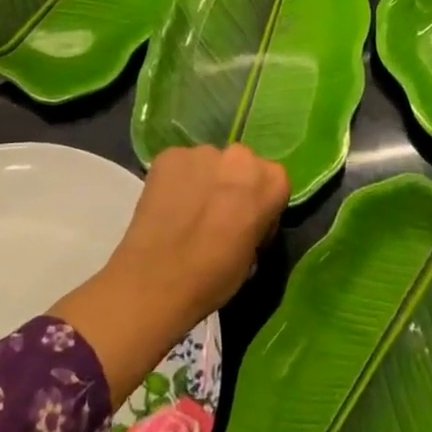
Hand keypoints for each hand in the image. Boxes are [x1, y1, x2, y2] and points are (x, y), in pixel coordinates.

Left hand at [50, 145, 288, 405]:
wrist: (157, 279)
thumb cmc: (214, 276)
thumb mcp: (253, 254)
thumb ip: (256, 222)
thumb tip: (243, 219)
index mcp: (271, 180)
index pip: (274, 183)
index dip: (261, 205)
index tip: (248, 225)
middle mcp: (239, 156)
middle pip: (242, 165)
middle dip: (233, 184)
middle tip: (218, 215)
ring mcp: (201, 152)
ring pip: (209, 163)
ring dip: (204, 180)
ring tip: (188, 211)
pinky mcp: (168, 155)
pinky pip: (180, 165)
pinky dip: (177, 180)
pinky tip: (167, 205)